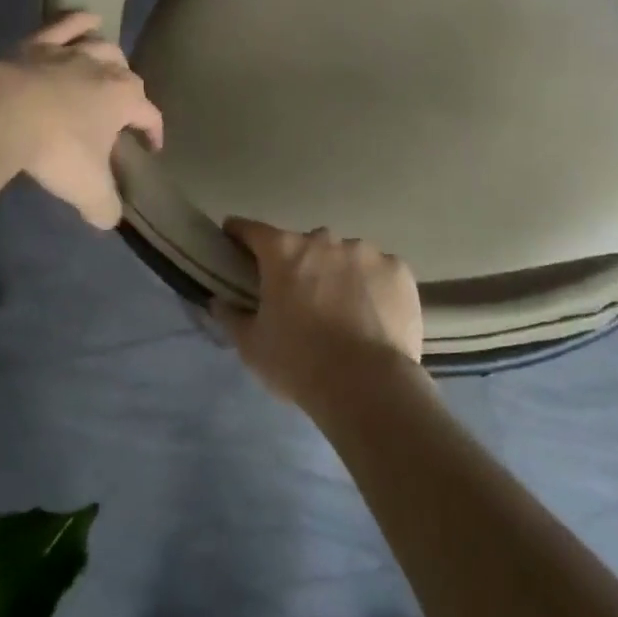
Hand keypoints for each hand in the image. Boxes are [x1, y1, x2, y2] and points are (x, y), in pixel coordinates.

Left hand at [0, 12, 162, 227]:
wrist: (4, 113)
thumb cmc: (56, 149)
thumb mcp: (88, 189)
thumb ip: (105, 206)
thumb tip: (109, 218)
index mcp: (125, 99)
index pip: (150, 115)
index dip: (154, 133)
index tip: (151, 149)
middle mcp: (106, 69)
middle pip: (128, 76)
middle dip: (130, 94)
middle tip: (120, 114)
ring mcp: (72, 51)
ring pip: (103, 46)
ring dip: (110, 56)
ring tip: (109, 67)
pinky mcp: (40, 43)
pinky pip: (67, 23)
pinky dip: (80, 20)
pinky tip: (89, 19)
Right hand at [213, 218, 424, 412]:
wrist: (369, 386)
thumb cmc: (299, 363)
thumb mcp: (252, 346)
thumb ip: (231, 317)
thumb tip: (218, 301)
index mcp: (284, 252)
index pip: (252, 230)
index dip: (239, 233)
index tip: (233, 237)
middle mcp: (324, 240)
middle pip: (304, 245)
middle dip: (299, 264)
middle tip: (300, 297)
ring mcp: (366, 252)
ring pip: (345, 256)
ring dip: (339, 274)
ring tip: (344, 311)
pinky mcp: (399, 270)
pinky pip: (379, 272)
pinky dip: (373, 286)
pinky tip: (374, 315)